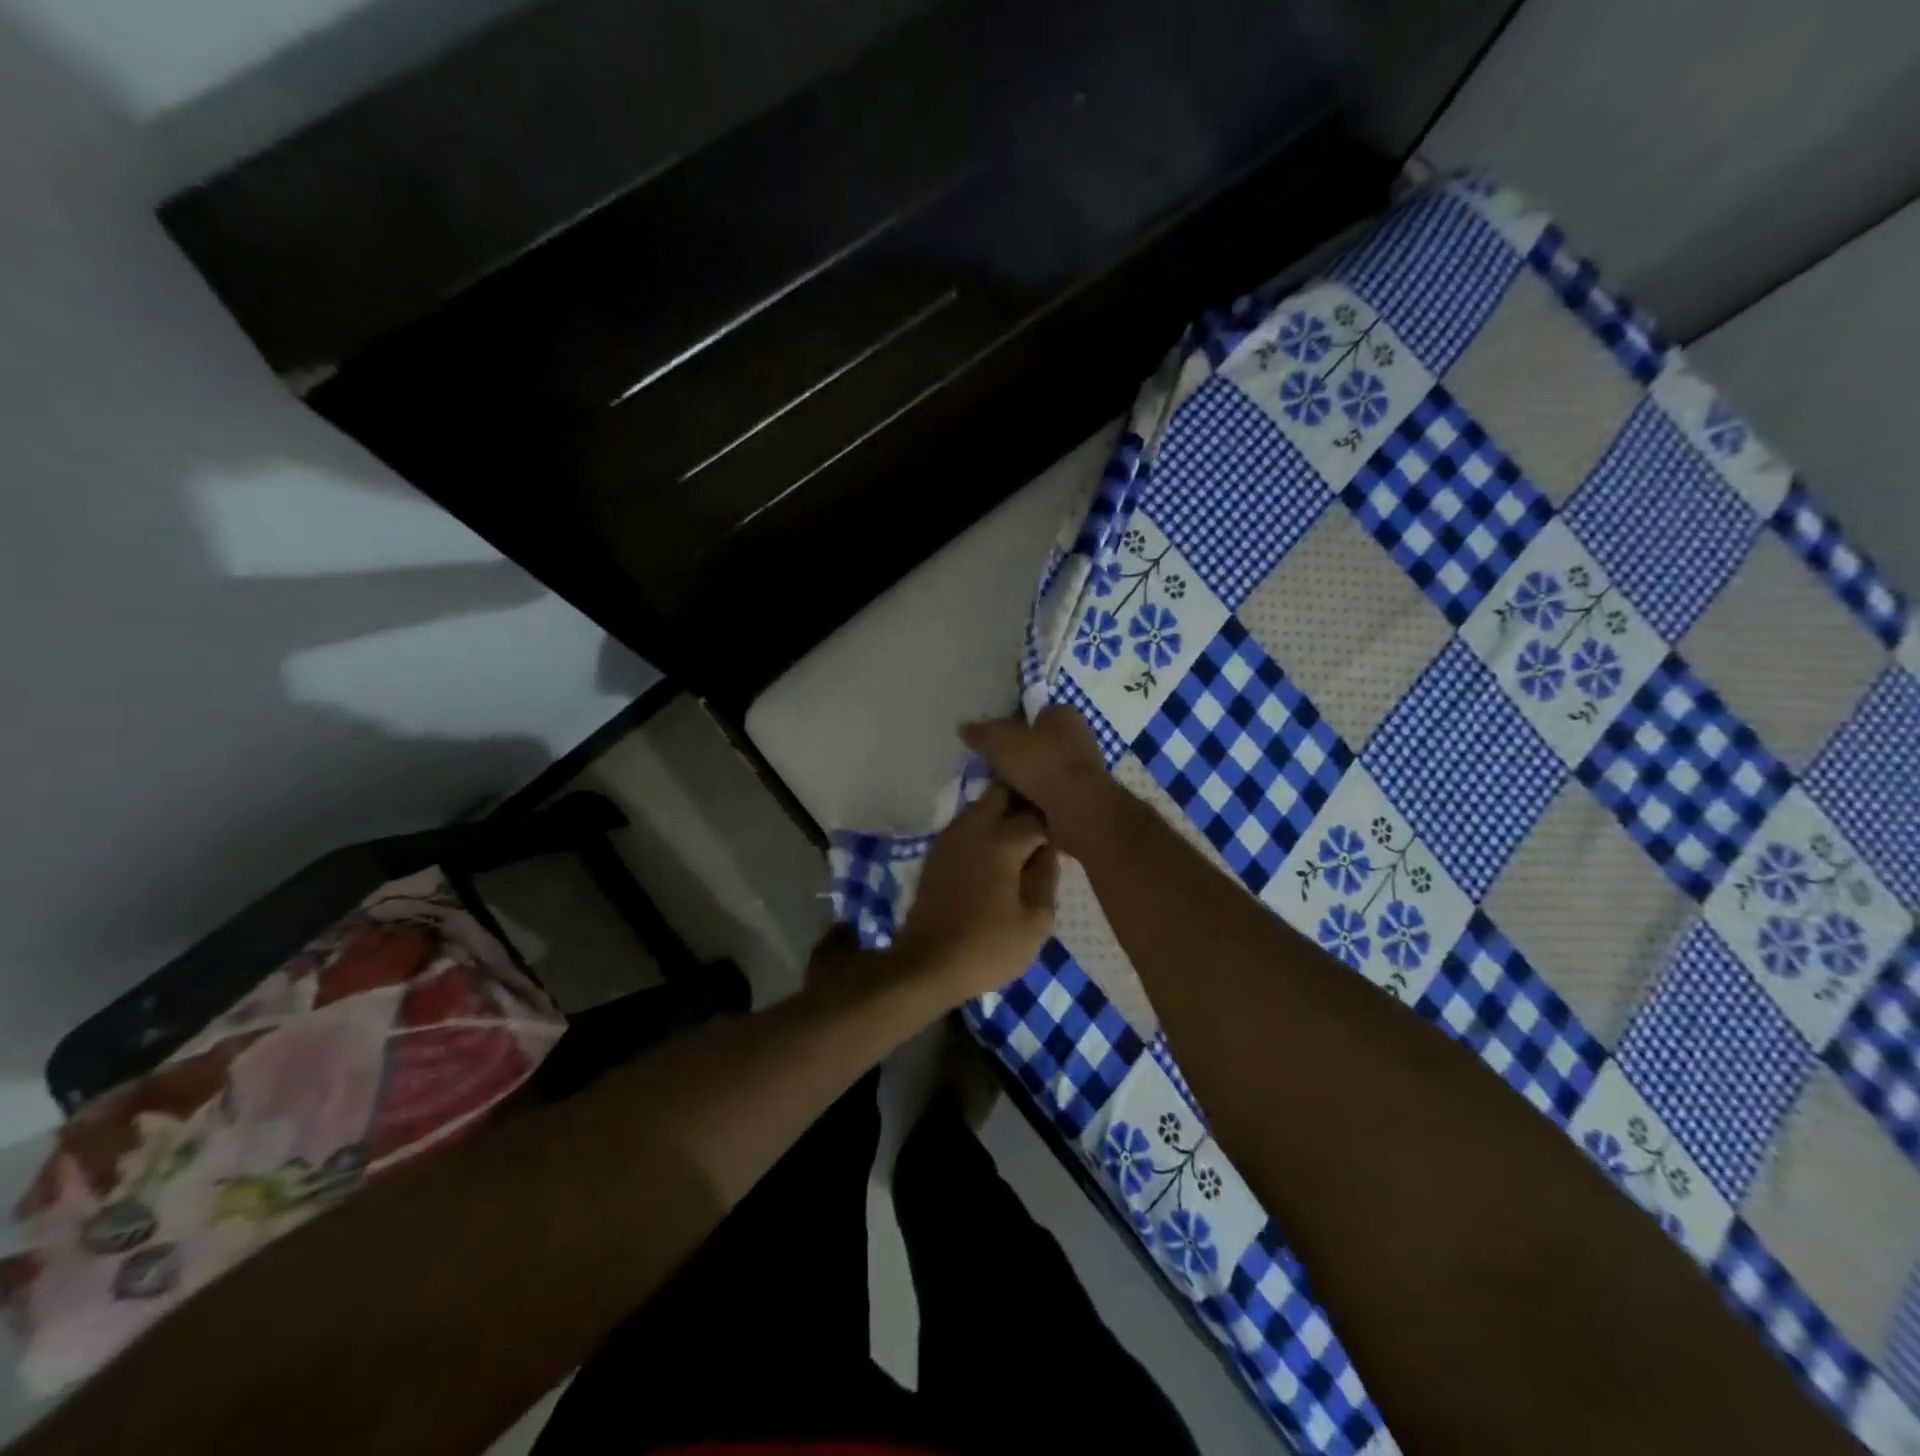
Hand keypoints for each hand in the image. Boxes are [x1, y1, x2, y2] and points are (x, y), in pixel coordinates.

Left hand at [892, 782, 1058, 1001]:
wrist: (927, 964)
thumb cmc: (988, 947)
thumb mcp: (1036, 922)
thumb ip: (1047, 878)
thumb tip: (1049, 851)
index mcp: (1001, 841)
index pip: (1037, 815)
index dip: (1057, 823)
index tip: (1069, 834)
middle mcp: (973, 828)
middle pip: (1002, 792)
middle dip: (1025, 800)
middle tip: (1045, 823)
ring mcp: (950, 837)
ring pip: (981, 805)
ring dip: (1003, 812)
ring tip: (1023, 838)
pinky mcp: (936, 852)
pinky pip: (966, 824)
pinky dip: (984, 827)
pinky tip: (996, 853)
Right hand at [960, 708, 1125, 860]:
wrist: (1076, 806)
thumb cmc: (1039, 762)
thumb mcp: (999, 742)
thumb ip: (981, 733)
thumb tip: (963, 727)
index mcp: (1064, 714)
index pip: (1037, 714)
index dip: (1016, 726)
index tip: (998, 744)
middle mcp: (1079, 737)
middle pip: (1042, 743)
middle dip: (1022, 756)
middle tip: (997, 770)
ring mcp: (1085, 768)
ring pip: (1048, 770)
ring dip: (1030, 781)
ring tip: (1005, 793)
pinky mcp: (1084, 795)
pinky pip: (1054, 794)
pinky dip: (1040, 800)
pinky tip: (1022, 809)